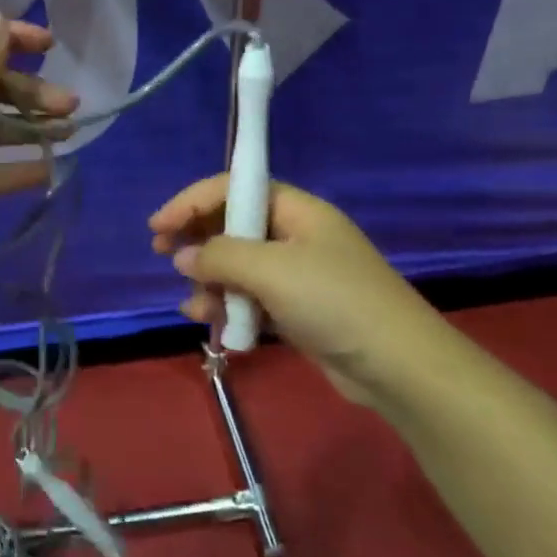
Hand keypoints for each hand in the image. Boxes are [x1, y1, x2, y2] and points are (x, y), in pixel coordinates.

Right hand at [149, 176, 437, 405]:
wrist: (398, 367)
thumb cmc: (334, 302)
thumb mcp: (271, 270)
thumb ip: (219, 256)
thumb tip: (183, 256)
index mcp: (296, 210)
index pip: (234, 189)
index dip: (191, 201)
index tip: (158, 226)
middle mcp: (295, 235)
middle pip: (232, 225)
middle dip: (196, 240)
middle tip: (161, 254)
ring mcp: (297, 275)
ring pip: (237, 266)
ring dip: (210, 281)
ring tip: (194, 304)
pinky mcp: (297, 310)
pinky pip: (250, 298)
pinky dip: (229, 306)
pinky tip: (210, 322)